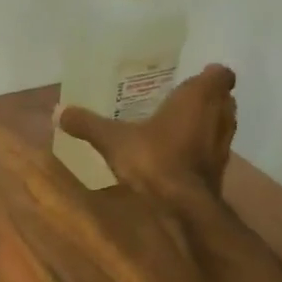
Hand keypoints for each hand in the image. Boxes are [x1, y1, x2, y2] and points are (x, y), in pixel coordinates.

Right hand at [59, 63, 238, 197]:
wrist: (184, 207)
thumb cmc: (155, 160)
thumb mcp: (114, 140)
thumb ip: (88, 124)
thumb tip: (57, 111)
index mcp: (199, 96)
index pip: (220, 74)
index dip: (208, 75)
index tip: (187, 81)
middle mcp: (220, 114)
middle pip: (221, 98)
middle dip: (202, 99)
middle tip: (174, 102)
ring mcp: (224, 143)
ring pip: (219, 124)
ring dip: (203, 124)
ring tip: (174, 129)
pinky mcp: (221, 169)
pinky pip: (212, 149)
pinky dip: (200, 149)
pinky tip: (176, 156)